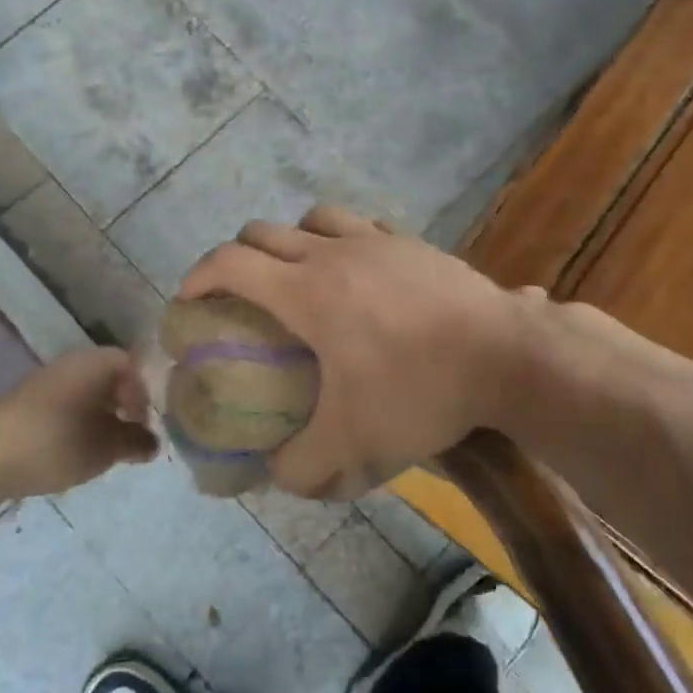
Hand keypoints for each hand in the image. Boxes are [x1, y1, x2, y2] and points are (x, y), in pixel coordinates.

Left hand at [0, 349, 157, 497]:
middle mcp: (72, 363)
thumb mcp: (107, 448)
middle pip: (108, 379)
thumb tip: (153, 442)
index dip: (144, 396)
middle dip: (122, 408)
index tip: (144, 426)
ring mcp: (45, 382)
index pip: (132, 367)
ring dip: (98, 419)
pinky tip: (70, 452)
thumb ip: (136, 442)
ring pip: (85, 395)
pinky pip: (63, 407)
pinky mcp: (24, 404)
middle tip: (127, 440)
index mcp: (97, 363)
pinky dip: (74, 425)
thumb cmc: (58, 442)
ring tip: (99, 451)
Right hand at [178, 207, 532, 499]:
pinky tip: (357, 272)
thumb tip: (276, 474)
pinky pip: (361, 226)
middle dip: (236, 258)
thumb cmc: (419, 391)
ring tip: (296, 275)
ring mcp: (377, 241)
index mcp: (306, 291)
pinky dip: (342, 240)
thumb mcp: (353, 445)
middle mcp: (333, 253)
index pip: (230, 263)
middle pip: (264, 232)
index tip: (186, 302)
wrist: (505, 355)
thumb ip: (301, 466)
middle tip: (237, 295)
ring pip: (314, 218)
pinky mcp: (412, 243)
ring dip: (291, 240)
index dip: (197, 276)